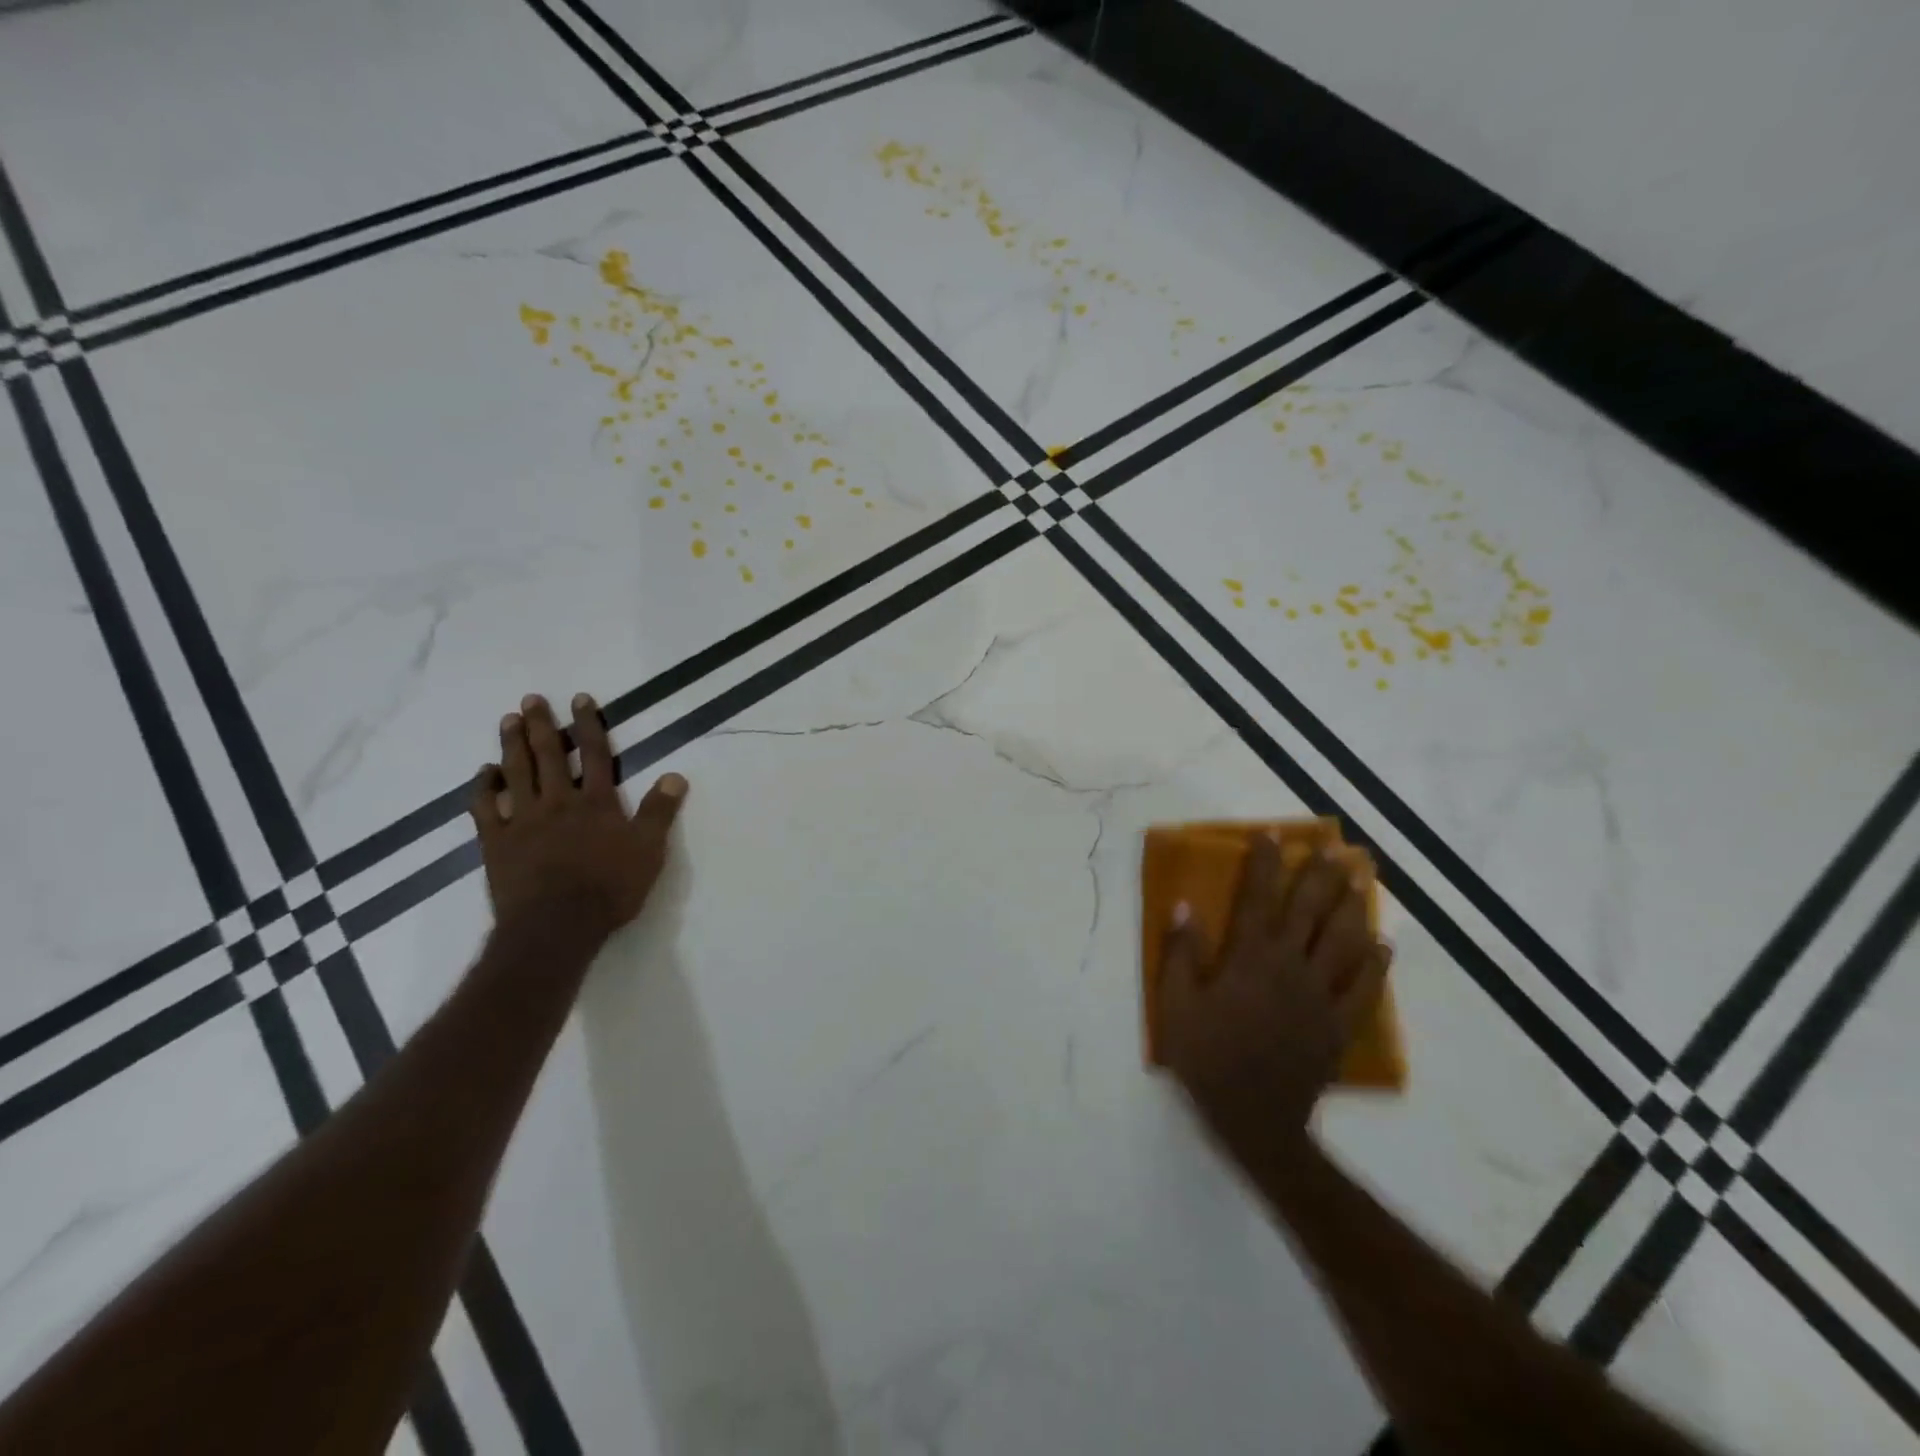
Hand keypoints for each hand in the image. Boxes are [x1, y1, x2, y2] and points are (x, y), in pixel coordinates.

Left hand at [470, 692, 686, 933]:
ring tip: (508, 720)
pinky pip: (484, 807)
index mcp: (596, 803)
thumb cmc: (609, 889)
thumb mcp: (649, 851)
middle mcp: (558, 802)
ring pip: (515, 773)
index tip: (580, 699)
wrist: (556, 926)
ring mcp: (522, 821)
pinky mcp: (496, 843)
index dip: (589, 724)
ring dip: (511, 745)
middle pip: (549, 755)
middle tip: (531, 700)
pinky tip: (484, 772)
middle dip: (542, 725)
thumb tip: (675, 775)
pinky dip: (483, 787)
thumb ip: (660, 812)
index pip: (594, 754)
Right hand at [1159, 836, 1390, 1166]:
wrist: (1255, 1119)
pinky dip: (1376, 964)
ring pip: (1341, 941)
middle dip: (1321, 876)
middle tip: (1337, 847)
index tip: (1274, 835)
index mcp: (1249, 958)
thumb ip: (1182, 953)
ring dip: (1352, 906)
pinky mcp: (1338, 1025)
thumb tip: (1184, 905)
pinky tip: (1384, 944)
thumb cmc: (1208, 1057)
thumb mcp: (1177, 1004)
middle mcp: (1289, 966)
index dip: (1266, 864)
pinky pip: (1363, 988)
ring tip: (1363, 878)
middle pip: (1309, 911)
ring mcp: (1320, 995)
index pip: (1258, 899)